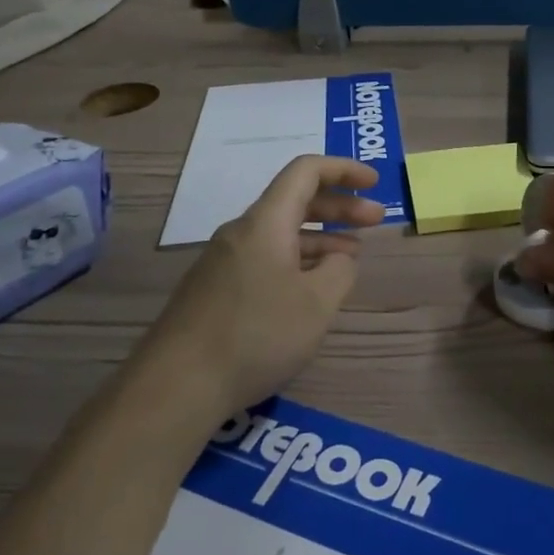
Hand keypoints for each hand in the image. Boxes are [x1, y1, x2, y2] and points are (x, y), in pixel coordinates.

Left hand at [140, 156, 383, 417]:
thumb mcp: (317, 304)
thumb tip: (340, 257)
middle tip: (377, 219)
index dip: (344, 169)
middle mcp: (242, 232)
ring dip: (320, 237)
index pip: (306, 172)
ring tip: (352, 256)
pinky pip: (265, 258)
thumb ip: (340, 270)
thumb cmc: (256, 335)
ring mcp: (224, 261)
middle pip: (295, 201)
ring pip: (281, 233)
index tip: (375, 183)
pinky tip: (312, 287)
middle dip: (339, 206)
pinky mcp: (216, 289)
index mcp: (266, 223)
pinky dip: (297, 260)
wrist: (177, 384)